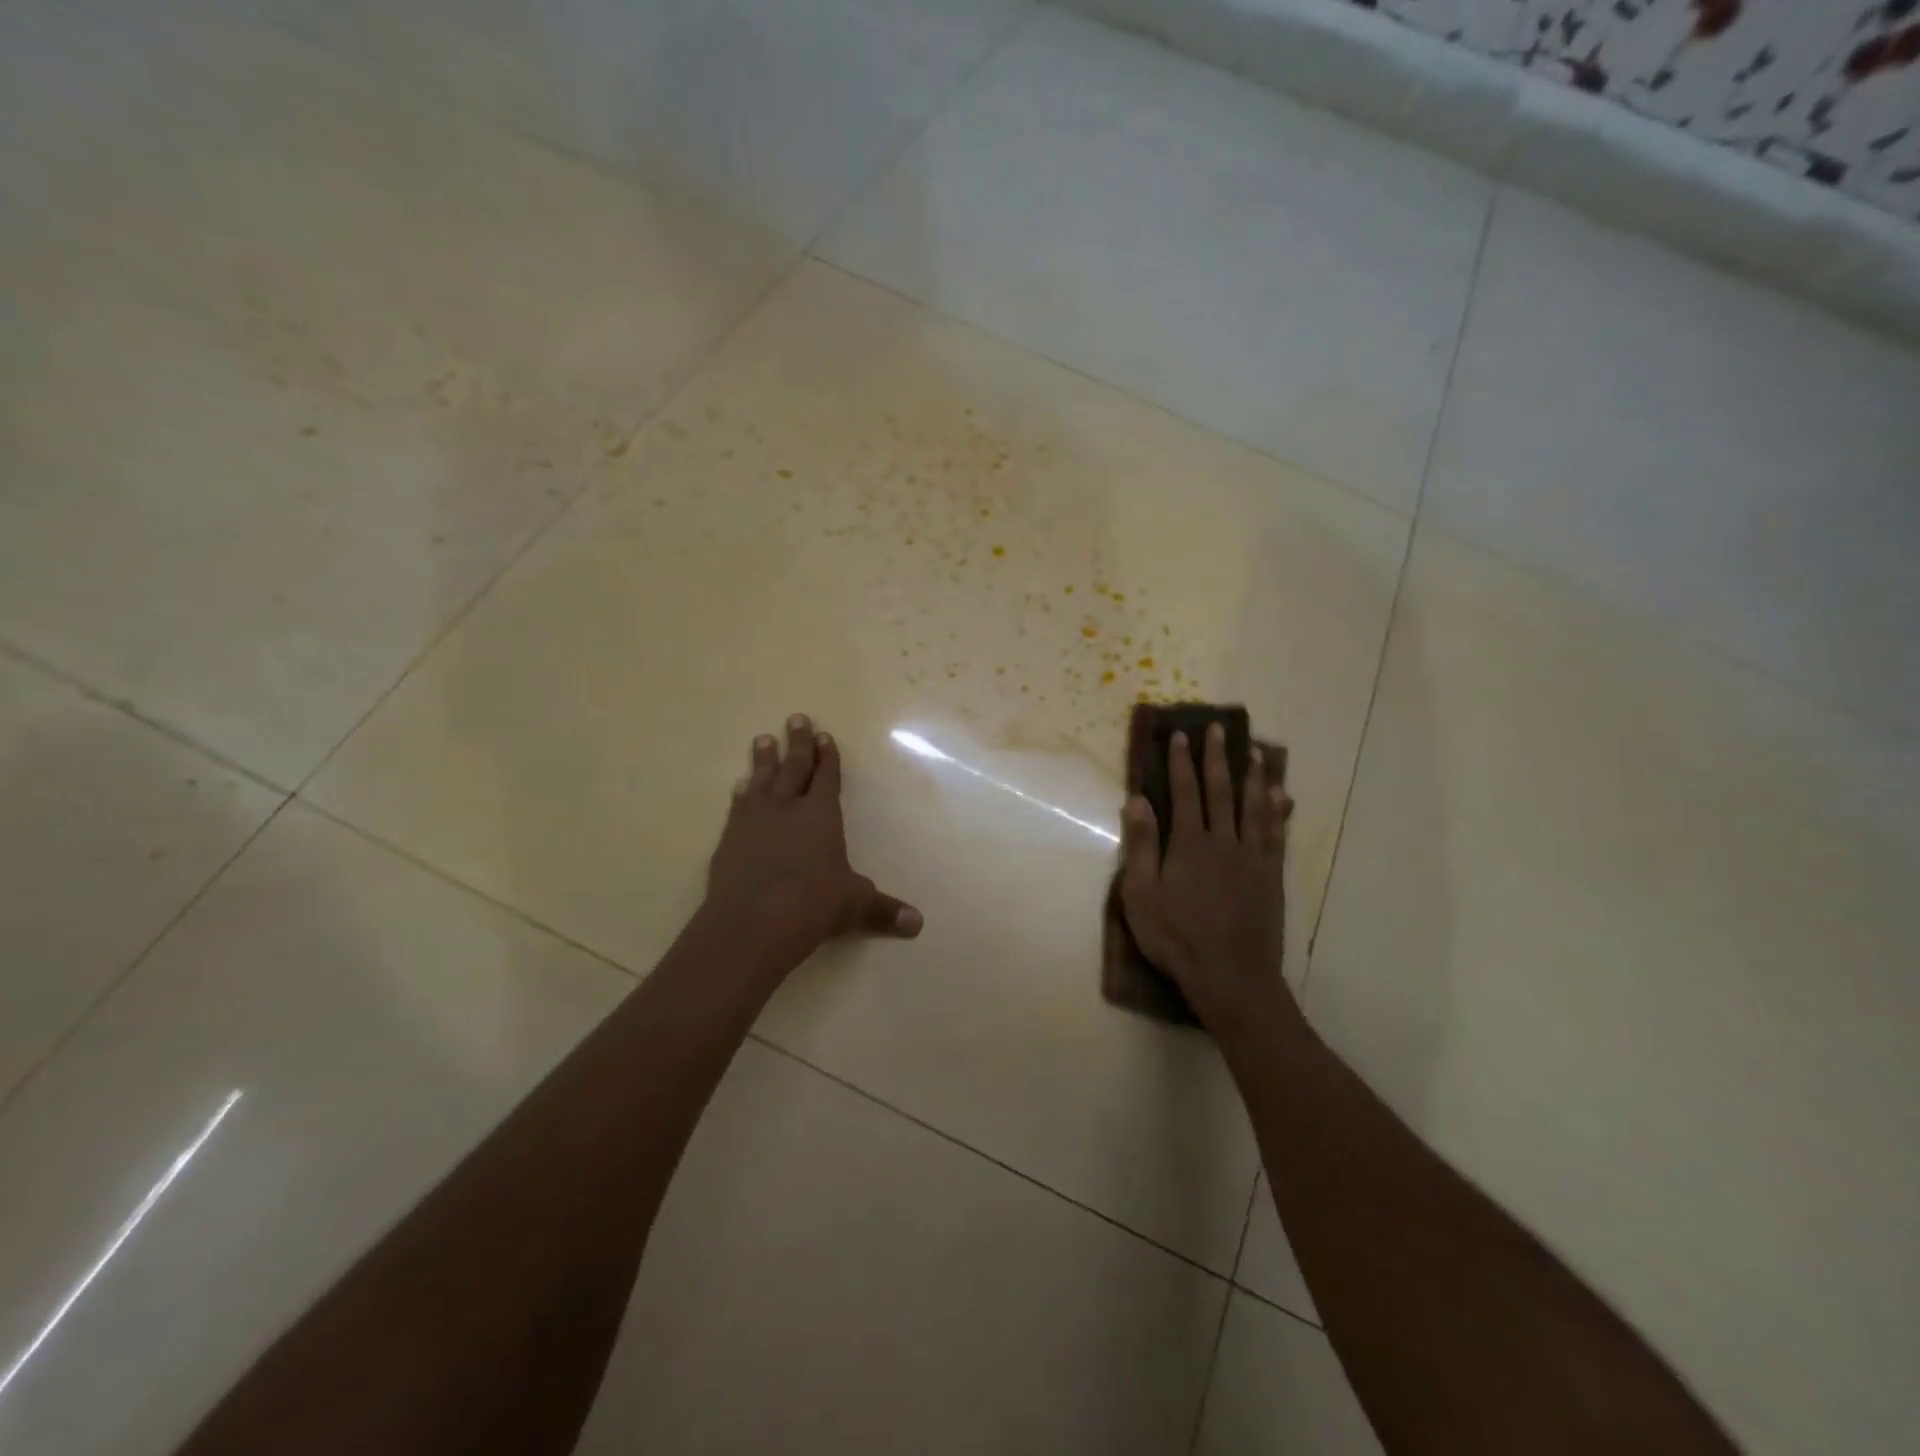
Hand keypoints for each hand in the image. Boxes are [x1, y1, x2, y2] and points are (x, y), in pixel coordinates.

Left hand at [706, 714, 922, 962]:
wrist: (750, 923)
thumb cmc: (812, 905)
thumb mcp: (853, 905)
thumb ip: (882, 910)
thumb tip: (917, 924)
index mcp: (821, 815)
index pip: (827, 777)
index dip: (827, 757)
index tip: (825, 735)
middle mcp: (787, 809)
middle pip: (793, 768)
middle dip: (798, 743)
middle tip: (795, 718)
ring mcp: (754, 822)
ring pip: (761, 781)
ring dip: (764, 761)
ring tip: (763, 740)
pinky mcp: (729, 841)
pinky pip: (738, 808)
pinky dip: (741, 795)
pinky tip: (740, 788)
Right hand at [1119, 723, 1293, 1031]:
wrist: (1230, 976)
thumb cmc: (1176, 938)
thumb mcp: (1141, 895)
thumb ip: (1141, 846)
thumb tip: (1137, 800)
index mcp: (1189, 844)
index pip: (1185, 793)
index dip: (1181, 763)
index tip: (1180, 736)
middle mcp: (1223, 841)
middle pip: (1221, 791)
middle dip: (1217, 758)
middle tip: (1219, 729)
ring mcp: (1252, 858)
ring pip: (1254, 807)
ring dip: (1254, 777)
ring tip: (1256, 752)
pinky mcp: (1271, 877)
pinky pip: (1276, 835)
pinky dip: (1279, 813)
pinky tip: (1282, 798)